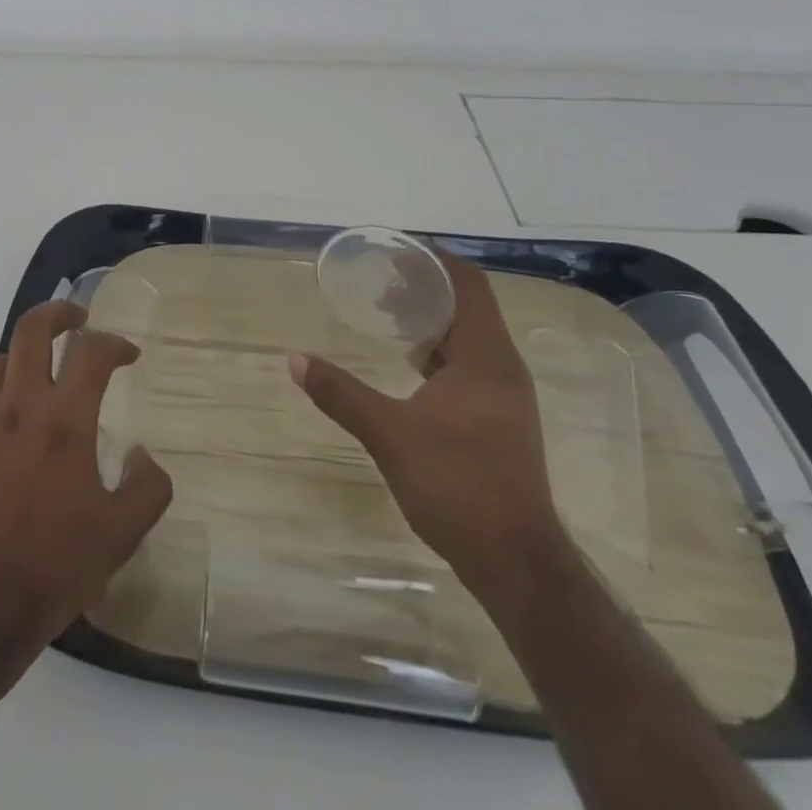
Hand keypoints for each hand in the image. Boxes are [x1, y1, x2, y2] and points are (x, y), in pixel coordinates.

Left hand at [0, 301, 173, 647]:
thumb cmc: (53, 566)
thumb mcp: (120, 535)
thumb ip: (147, 488)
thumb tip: (144, 456)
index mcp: (65, 420)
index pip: (91, 351)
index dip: (115, 343)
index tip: (129, 355)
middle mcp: (22, 406)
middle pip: (33, 328)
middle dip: (60, 312)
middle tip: (79, 320)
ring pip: (0, 356)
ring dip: (25, 350)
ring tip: (43, 366)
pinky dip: (2, 383)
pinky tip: (15, 412)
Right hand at [290, 248, 562, 591]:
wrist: (516, 564)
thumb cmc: (458, 486)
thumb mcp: (390, 434)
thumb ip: (341, 394)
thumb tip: (294, 360)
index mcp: (485, 358)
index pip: (467, 285)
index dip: (435, 260)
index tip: (396, 248)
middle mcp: (502, 368)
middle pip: (467, 306)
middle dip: (425, 286)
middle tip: (379, 280)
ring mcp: (504, 396)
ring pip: (469, 337)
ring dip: (431, 318)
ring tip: (386, 313)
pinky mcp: (499, 420)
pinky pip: (468, 364)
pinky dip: (438, 349)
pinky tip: (409, 363)